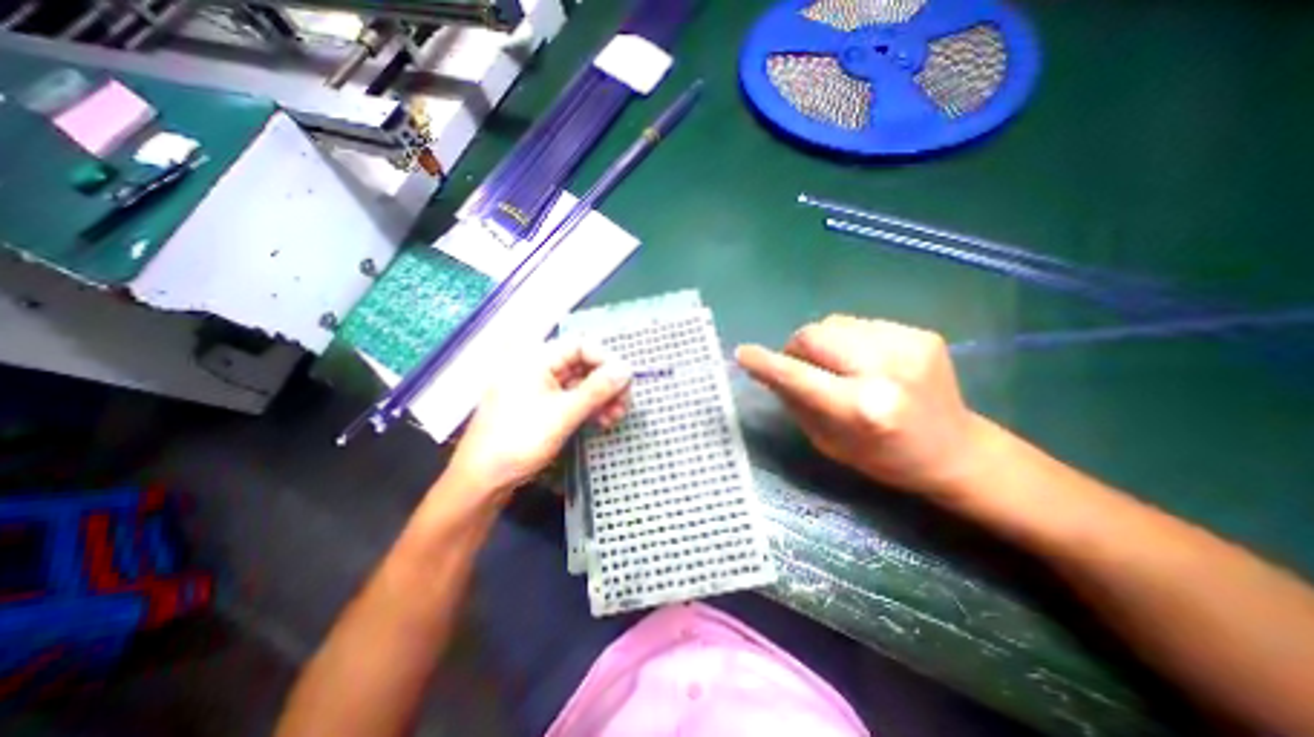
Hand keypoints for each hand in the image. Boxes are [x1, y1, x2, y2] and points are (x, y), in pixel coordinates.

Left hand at [447, 339, 631, 500]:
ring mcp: (541, 388)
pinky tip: (603, 421)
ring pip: (582, 383)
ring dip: (602, 397)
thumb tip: (628, 369)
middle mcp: (539, 367)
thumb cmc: (519, 441)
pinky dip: (590, 407)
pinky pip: (574, 398)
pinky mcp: (544, 406)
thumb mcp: (563, 414)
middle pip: (584, 363)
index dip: (605, 360)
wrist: (482, 480)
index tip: (623, 382)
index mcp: (536, 359)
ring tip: (616, 417)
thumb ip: (597, 389)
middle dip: (607, 382)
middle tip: (624, 404)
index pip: (580, 345)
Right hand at [739, 313, 995, 498]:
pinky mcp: (921, 333)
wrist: (956, 450)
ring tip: (836, 366)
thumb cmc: (884, 458)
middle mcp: (886, 370)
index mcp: (863, 408)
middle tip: (800, 367)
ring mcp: (908, 345)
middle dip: (796, 348)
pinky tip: (864, 362)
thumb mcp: (828, 442)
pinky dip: (849, 341)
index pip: (799, 376)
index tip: (743, 354)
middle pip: (814, 334)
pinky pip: (860, 324)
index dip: (766, 363)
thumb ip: (795, 403)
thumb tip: (768, 371)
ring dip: (823, 343)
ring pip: (835, 323)